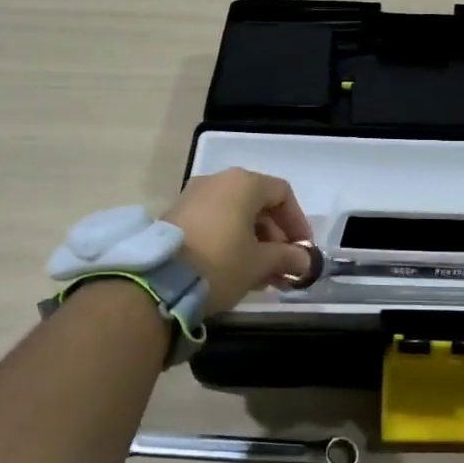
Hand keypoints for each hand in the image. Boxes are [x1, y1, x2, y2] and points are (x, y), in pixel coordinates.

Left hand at [165, 167, 314, 315]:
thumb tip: (305, 262)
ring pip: (235, 216)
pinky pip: (214, 222)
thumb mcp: (260, 263)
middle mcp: (218, 181)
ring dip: (254, 243)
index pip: (282, 193)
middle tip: (283, 268)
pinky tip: (236, 271)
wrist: (157, 281)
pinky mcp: (176, 216)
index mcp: (243, 183)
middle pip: (258, 204)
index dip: (298, 222)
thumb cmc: (220, 262)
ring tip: (262, 276)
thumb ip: (287, 258)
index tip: (303, 251)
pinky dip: (230, 242)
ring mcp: (193, 197)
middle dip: (275, 238)